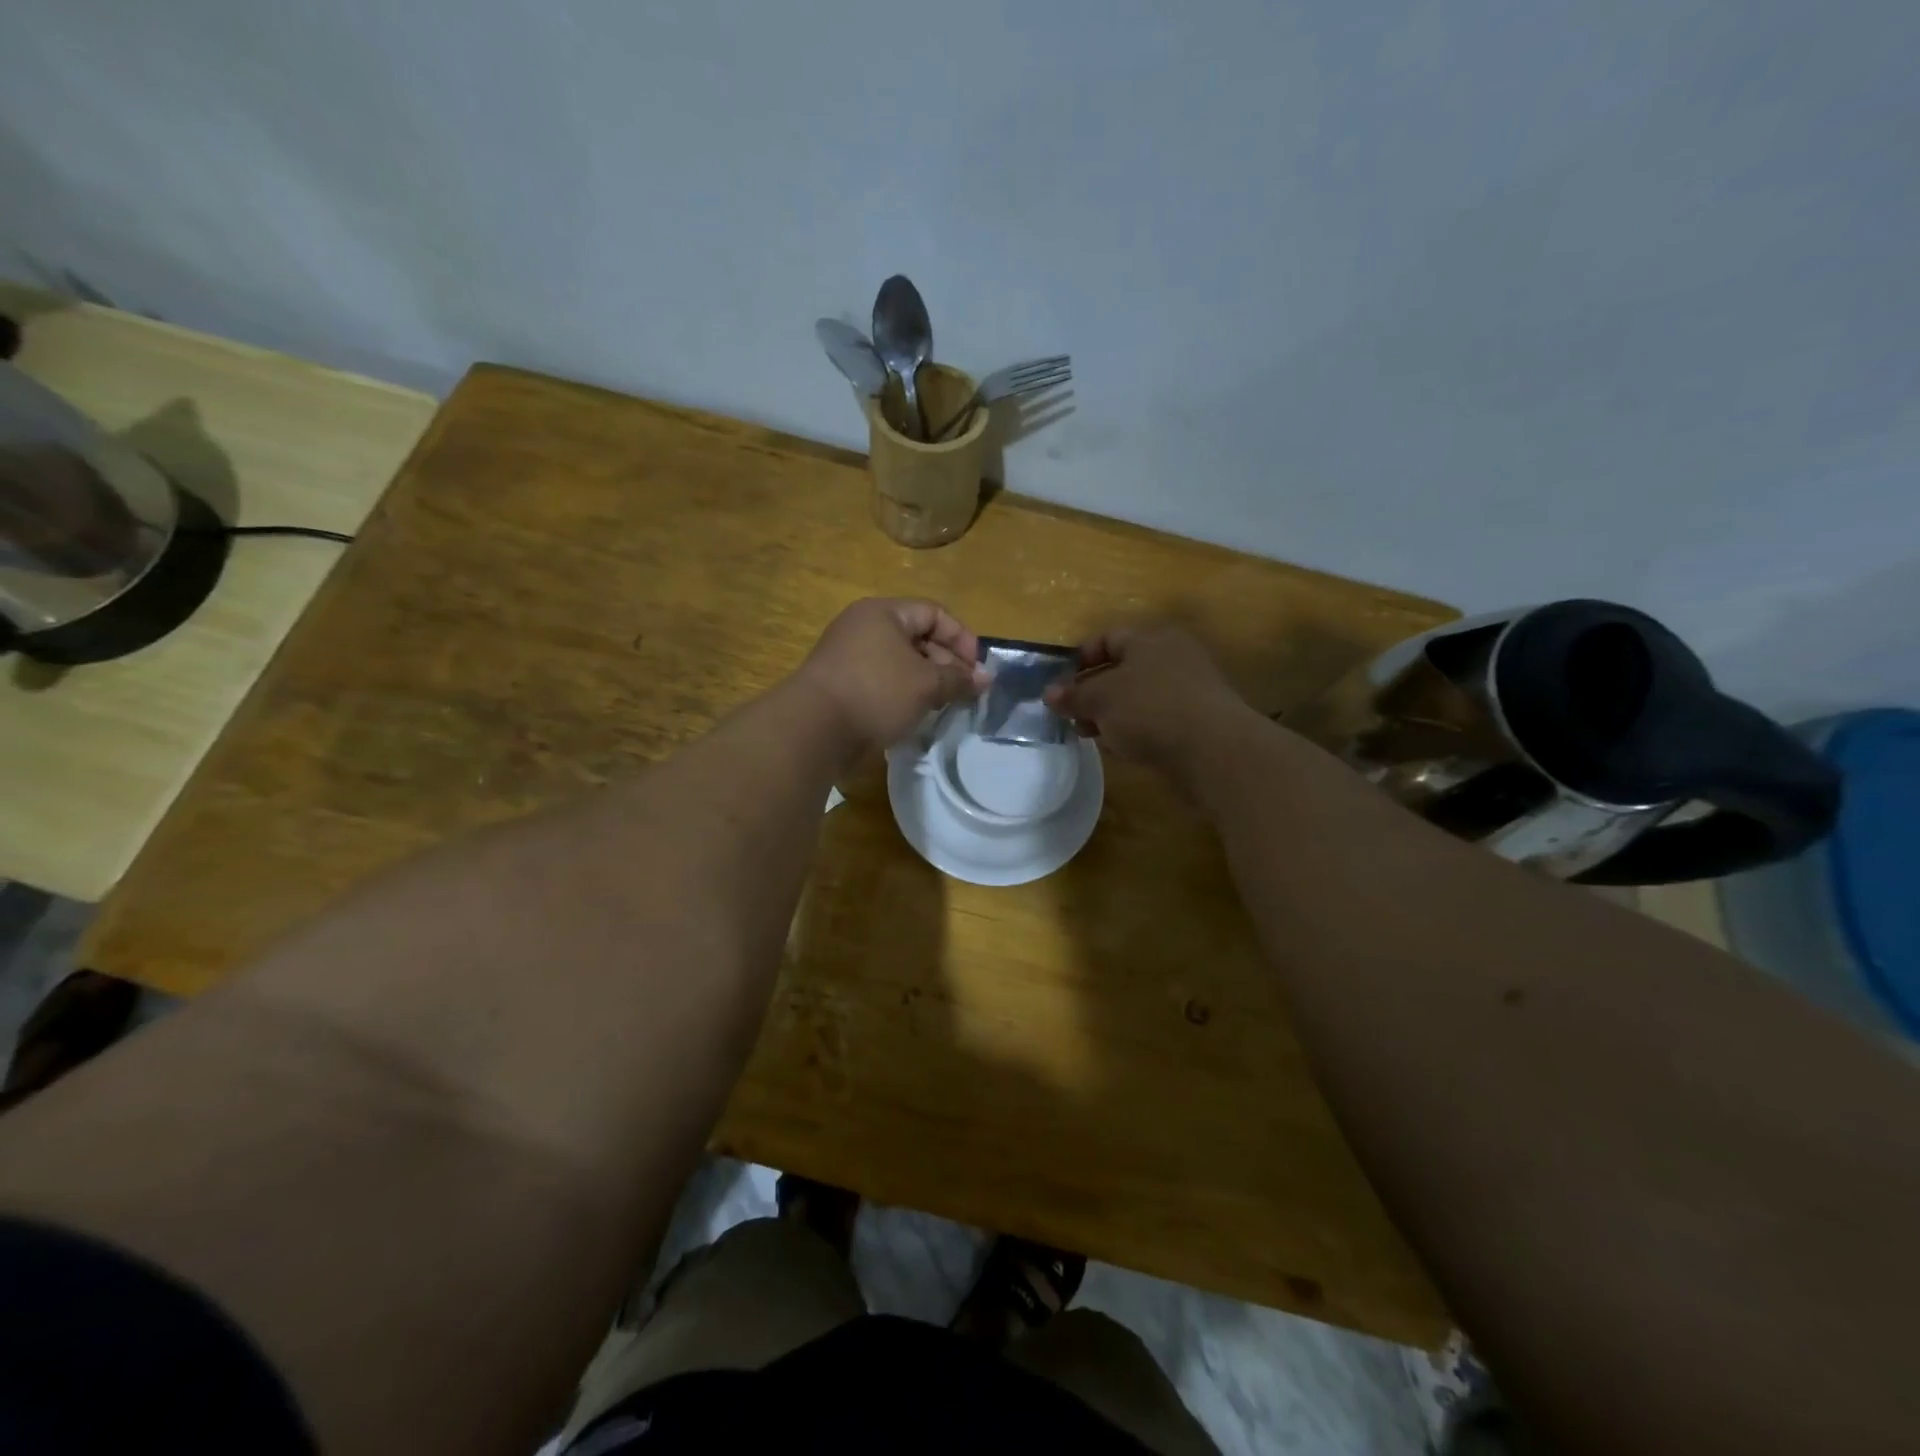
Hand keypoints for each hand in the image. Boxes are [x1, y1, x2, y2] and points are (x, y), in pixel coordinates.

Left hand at [797, 598, 987, 747]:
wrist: (814, 729)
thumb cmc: (876, 692)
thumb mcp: (926, 684)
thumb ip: (959, 679)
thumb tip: (986, 678)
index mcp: (883, 613)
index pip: (934, 613)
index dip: (961, 638)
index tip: (977, 669)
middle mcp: (863, 627)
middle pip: (917, 637)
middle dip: (945, 663)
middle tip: (964, 692)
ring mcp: (849, 656)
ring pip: (900, 663)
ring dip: (926, 682)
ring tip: (942, 706)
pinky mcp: (842, 684)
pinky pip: (882, 681)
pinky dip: (902, 694)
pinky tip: (915, 715)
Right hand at [1044, 623, 1253, 776]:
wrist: (1213, 750)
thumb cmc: (1150, 709)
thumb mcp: (1101, 699)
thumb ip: (1073, 695)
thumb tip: (1048, 693)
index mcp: (1150, 638)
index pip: (1106, 638)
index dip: (1079, 659)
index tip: (1058, 684)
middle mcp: (1172, 655)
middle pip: (1122, 668)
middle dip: (1091, 691)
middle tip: (1069, 714)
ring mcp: (1187, 688)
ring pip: (1137, 695)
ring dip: (1110, 712)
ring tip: (1088, 733)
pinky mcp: (1196, 719)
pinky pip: (1154, 716)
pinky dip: (1134, 727)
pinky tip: (1119, 746)